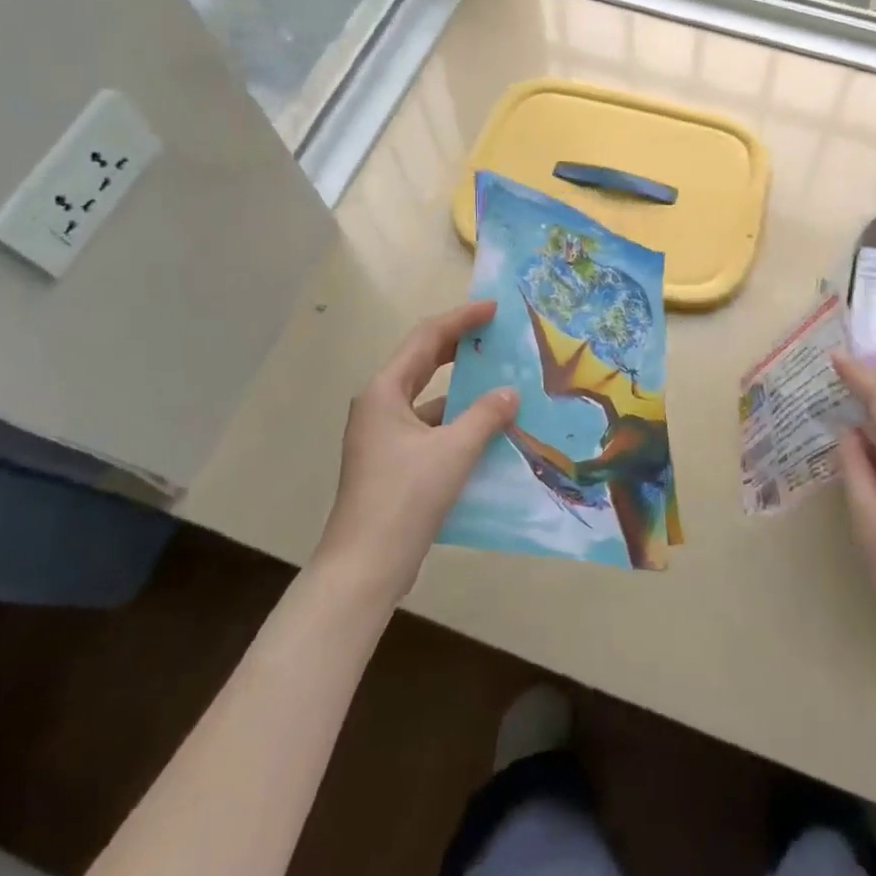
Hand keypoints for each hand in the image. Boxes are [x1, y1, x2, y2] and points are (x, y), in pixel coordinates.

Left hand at [314, 301, 518, 606]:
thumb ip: (485, 415)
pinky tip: (488, 431)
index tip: (494, 308)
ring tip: (501, 382)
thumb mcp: (453, 451)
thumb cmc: (405, 497)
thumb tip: (510, 392)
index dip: (462, 319)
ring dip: (462, 390)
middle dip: (461, 347)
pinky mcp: (393, 463)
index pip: (427, 338)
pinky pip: (430, 427)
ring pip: (429, 398)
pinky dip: (457, 422)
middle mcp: (380, 405)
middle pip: (424, 362)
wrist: (365, 566)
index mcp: (385, 391)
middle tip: (497, 335)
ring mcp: (384, 436)